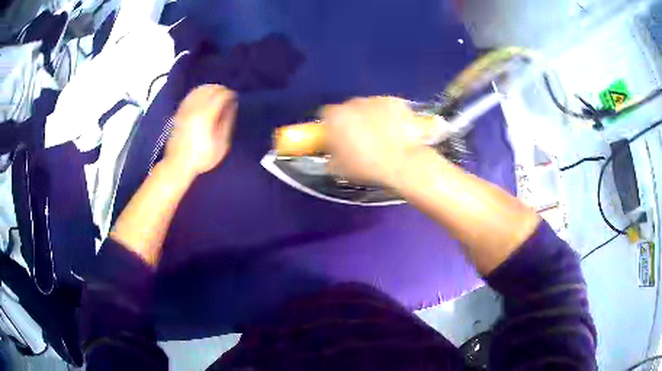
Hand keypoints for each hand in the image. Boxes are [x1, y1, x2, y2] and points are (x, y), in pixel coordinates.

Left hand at [164, 85, 236, 176]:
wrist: (178, 164)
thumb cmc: (201, 157)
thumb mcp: (221, 144)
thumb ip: (227, 122)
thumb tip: (232, 106)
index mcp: (206, 115)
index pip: (221, 95)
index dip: (230, 94)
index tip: (235, 98)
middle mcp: (195, 108)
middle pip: (210, 89)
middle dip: (220, 89)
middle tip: (227, 95)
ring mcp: (185, 109)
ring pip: (199, 90)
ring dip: (209, 89)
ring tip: (216, 94)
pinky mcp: (179, 113)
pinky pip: (189, 96)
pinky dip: (198, 93)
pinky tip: (202, 97)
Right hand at [321, 97, 428, 186]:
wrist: (403, 164)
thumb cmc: (368, 167)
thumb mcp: (341, 169)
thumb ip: (332, 157)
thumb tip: (333, 156)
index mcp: (335, 117)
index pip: (326, 115)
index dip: (331, 127)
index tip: (337, 138)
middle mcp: (353, 103)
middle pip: (349, 109)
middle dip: (353, 120)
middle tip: (361, 139)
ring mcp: (376, 100)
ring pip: (370, 107)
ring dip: (372, 118)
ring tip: (382, 137)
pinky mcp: (396, 103)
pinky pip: (389, 108)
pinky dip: (390, 117)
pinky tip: (396, 131)